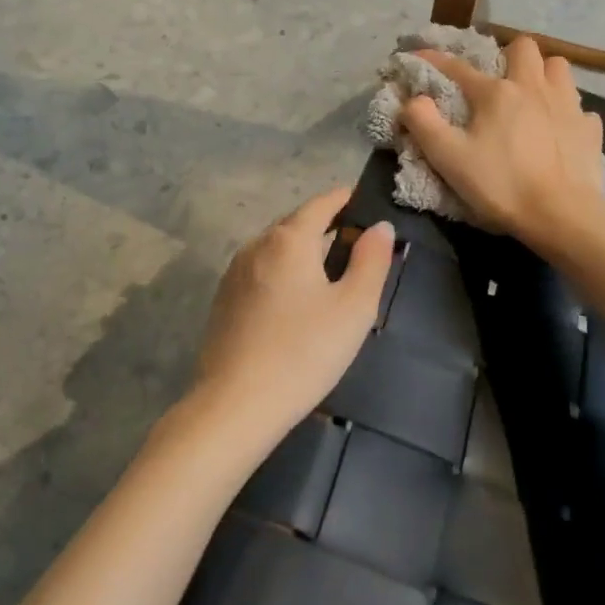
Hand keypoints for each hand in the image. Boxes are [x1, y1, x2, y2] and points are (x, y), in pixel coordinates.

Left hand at [192, 188, 394, 444]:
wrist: (236, 405)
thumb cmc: (304, 352)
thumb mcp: (353, 308)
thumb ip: (371, 261)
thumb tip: (379, 228)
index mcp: (288, 240)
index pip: (321, 203)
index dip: (345, 199)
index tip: (365, 202)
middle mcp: (256, 246)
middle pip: (295, 224)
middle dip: (325, 226)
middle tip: (355, 242)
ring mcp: (234, 274)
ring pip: (276, 250)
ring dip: (303, 252)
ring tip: (330, 273)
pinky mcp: (224, 301)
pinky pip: (261, 273)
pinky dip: (283, 274)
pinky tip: (296, 302)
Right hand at [400, 35, 604, 245]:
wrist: (560, 214)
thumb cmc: (500, 184)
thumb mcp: (449, 158)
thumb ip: (424, 124)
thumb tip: (413, 99)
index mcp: (497, 93)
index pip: (459, 68)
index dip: (435, 60)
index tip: (418, 55)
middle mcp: (534, 87)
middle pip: (525, 47)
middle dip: (509, 55)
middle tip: (499, 80)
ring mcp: (568, 105)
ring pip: (559, 68)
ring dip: (544, 74)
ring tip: (533, 97)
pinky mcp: (590, 129)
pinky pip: (580, 108)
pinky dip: (567, 114)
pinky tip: (559, 131)